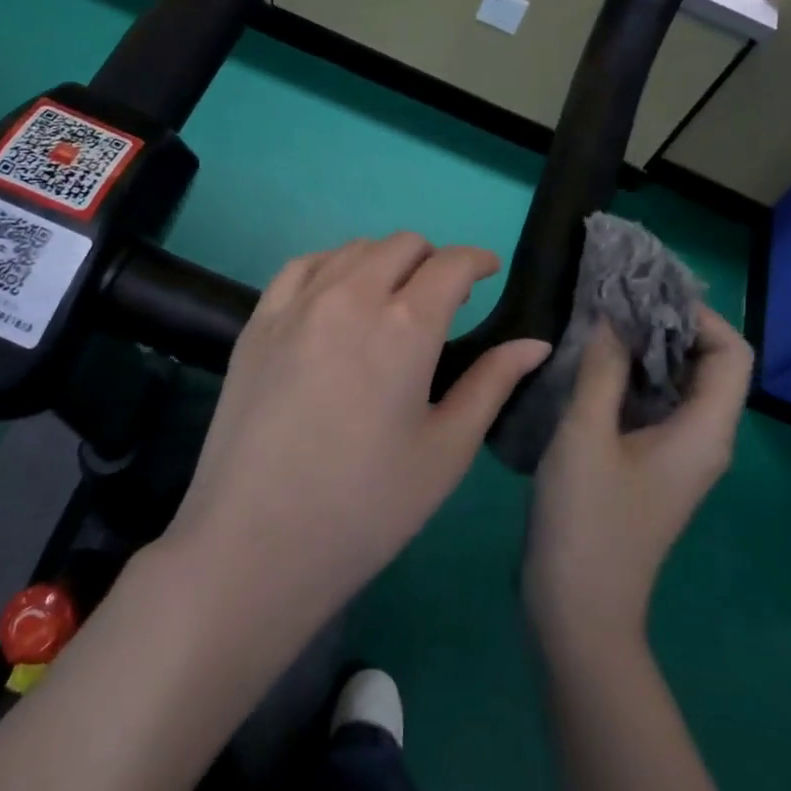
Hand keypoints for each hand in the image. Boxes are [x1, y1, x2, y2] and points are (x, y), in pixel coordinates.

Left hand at [167, 233, 550, 643]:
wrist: (254, 545)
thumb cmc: (366, 507)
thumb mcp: (445, 450)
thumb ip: (492, 383)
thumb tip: (536, 344)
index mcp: (406, 326)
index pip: (451, 264)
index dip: (477, 260)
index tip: (489, 271)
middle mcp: (351, 297)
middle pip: (402, 245)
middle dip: (433, 259)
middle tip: (443, 297)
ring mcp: (297, 305)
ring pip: (352, 249)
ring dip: (385, 260)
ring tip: (392, 296)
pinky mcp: (258, 322)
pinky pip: (302, 266)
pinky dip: (332, 266)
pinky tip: (336, 295)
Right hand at [524, 306, 752, 652]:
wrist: (578, 610)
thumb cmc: (586, 521)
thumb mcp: (586, 436)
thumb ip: (603, 370)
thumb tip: (613, 318)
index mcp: (704, 431)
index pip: (732, 353)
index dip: (699, 316)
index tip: (647, 294)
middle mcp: (704, 440)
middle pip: (709, 365)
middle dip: (669, 325)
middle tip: (617, 300)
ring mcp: (678, 456)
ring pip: (679, 385)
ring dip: (647, 350)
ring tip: (601, 322)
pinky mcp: (652, 466)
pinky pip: (656, 407)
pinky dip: (633, 378)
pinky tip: (592, 366)